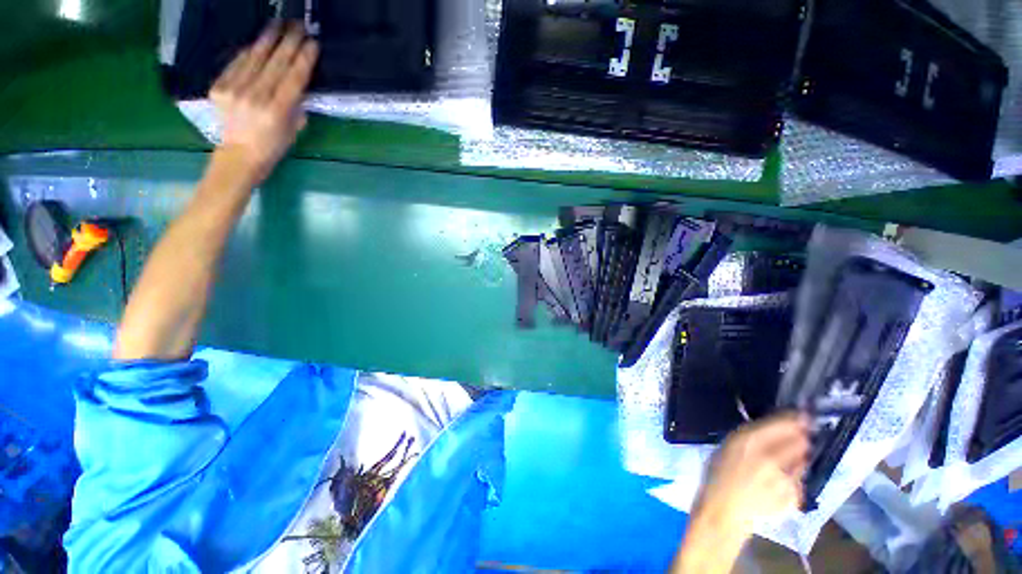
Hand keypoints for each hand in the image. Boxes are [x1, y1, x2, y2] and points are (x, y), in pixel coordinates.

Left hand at [209, 21, 318, 183]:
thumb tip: (297, 82)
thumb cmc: (273, 146)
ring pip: (255, 58)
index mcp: (276, 111)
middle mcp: (254, 97)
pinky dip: (250, 51)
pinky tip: (259, 42)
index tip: (313, 42)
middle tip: (298, 25)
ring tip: (279, 24)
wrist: (239, 155)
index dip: (303, 59)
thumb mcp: (293, 130)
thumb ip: (296, 105)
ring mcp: (234, 90)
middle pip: (274, 63)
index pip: (293, 78)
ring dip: (269, 39)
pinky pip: (237, 63)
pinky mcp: (219, 87)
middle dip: (288, 42)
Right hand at [693, 412, 809, 532]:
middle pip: (800, 441)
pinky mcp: (793, 496)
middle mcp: (771, 458)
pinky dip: (794, 479)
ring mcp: (784, 479)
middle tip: (796, 439)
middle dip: (800, 439)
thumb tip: (776, 425)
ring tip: (783, 465)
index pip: (784, 424)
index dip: (796, 419)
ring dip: (798, 459)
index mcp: (749, 441)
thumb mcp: (729, 446)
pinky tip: (779, 482)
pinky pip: (800, 481)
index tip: (803, 415)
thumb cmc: (719, 472)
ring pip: (803, 461)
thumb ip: (752, 435)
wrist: (723, 509)